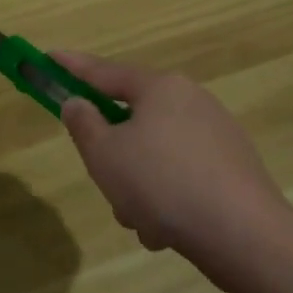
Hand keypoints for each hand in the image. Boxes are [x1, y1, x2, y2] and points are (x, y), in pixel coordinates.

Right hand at [55, 51, 292, 280]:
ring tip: (140, 219)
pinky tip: (167, 231)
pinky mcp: (232, 169)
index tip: (49, 57)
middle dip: (113, 155)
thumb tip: (78, 103)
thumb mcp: (104, 154)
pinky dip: (166, 199)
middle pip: (133, 120)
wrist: (243, 235)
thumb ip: (83, 124)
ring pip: (154, 155)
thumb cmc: (161, 184)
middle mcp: (192, 101)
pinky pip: (180, 176)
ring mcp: (217, 135)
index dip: (72, 66)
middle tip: (105, 180)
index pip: (104, 71)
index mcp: (161, 88)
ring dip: (138, 186)